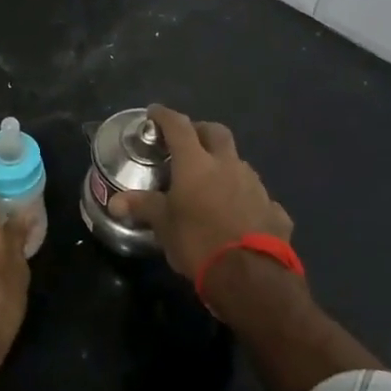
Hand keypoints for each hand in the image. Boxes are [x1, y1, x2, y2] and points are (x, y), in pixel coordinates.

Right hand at [108, 105, 293, 281]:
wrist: (251, 277)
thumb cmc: (198, 242)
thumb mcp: (164, 225)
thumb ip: (143, 207)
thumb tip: (115, 202)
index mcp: (197, 163)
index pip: (178, 126)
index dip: (164, 116)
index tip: (154, 113)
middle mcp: (228, 165)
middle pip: (216, 132)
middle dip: (200, 131)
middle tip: (187, 142)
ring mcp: (256, 186)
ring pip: (239, 163)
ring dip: (225, 166)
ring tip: (212, 183)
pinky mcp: (274, 209)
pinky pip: (258, 197)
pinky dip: (245, 199)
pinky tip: (239, 216)